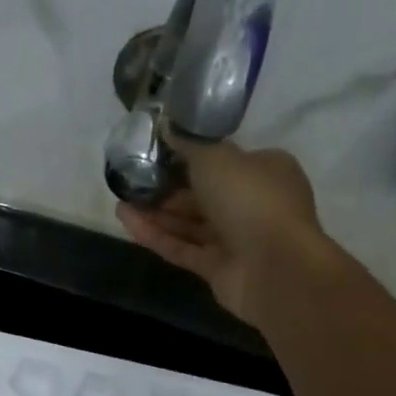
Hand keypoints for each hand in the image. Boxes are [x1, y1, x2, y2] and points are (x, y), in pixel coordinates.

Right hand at [116, 136, 327, 326]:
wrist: (274, 268)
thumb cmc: (252, 200)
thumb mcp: (218, 158)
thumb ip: (190, 144)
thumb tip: (167, 127)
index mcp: (265, 170)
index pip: (224, 160)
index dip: (191, 156)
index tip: (157, 152)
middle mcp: (252, 203)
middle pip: (204, 194)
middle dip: (168, 187)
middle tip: (133, 178)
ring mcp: (235, 239)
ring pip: (190, 223)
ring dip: (156, 212)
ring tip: (122, 199)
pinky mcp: (217, 268)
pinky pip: (181, 248)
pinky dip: (155, 235)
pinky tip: (126, 221)